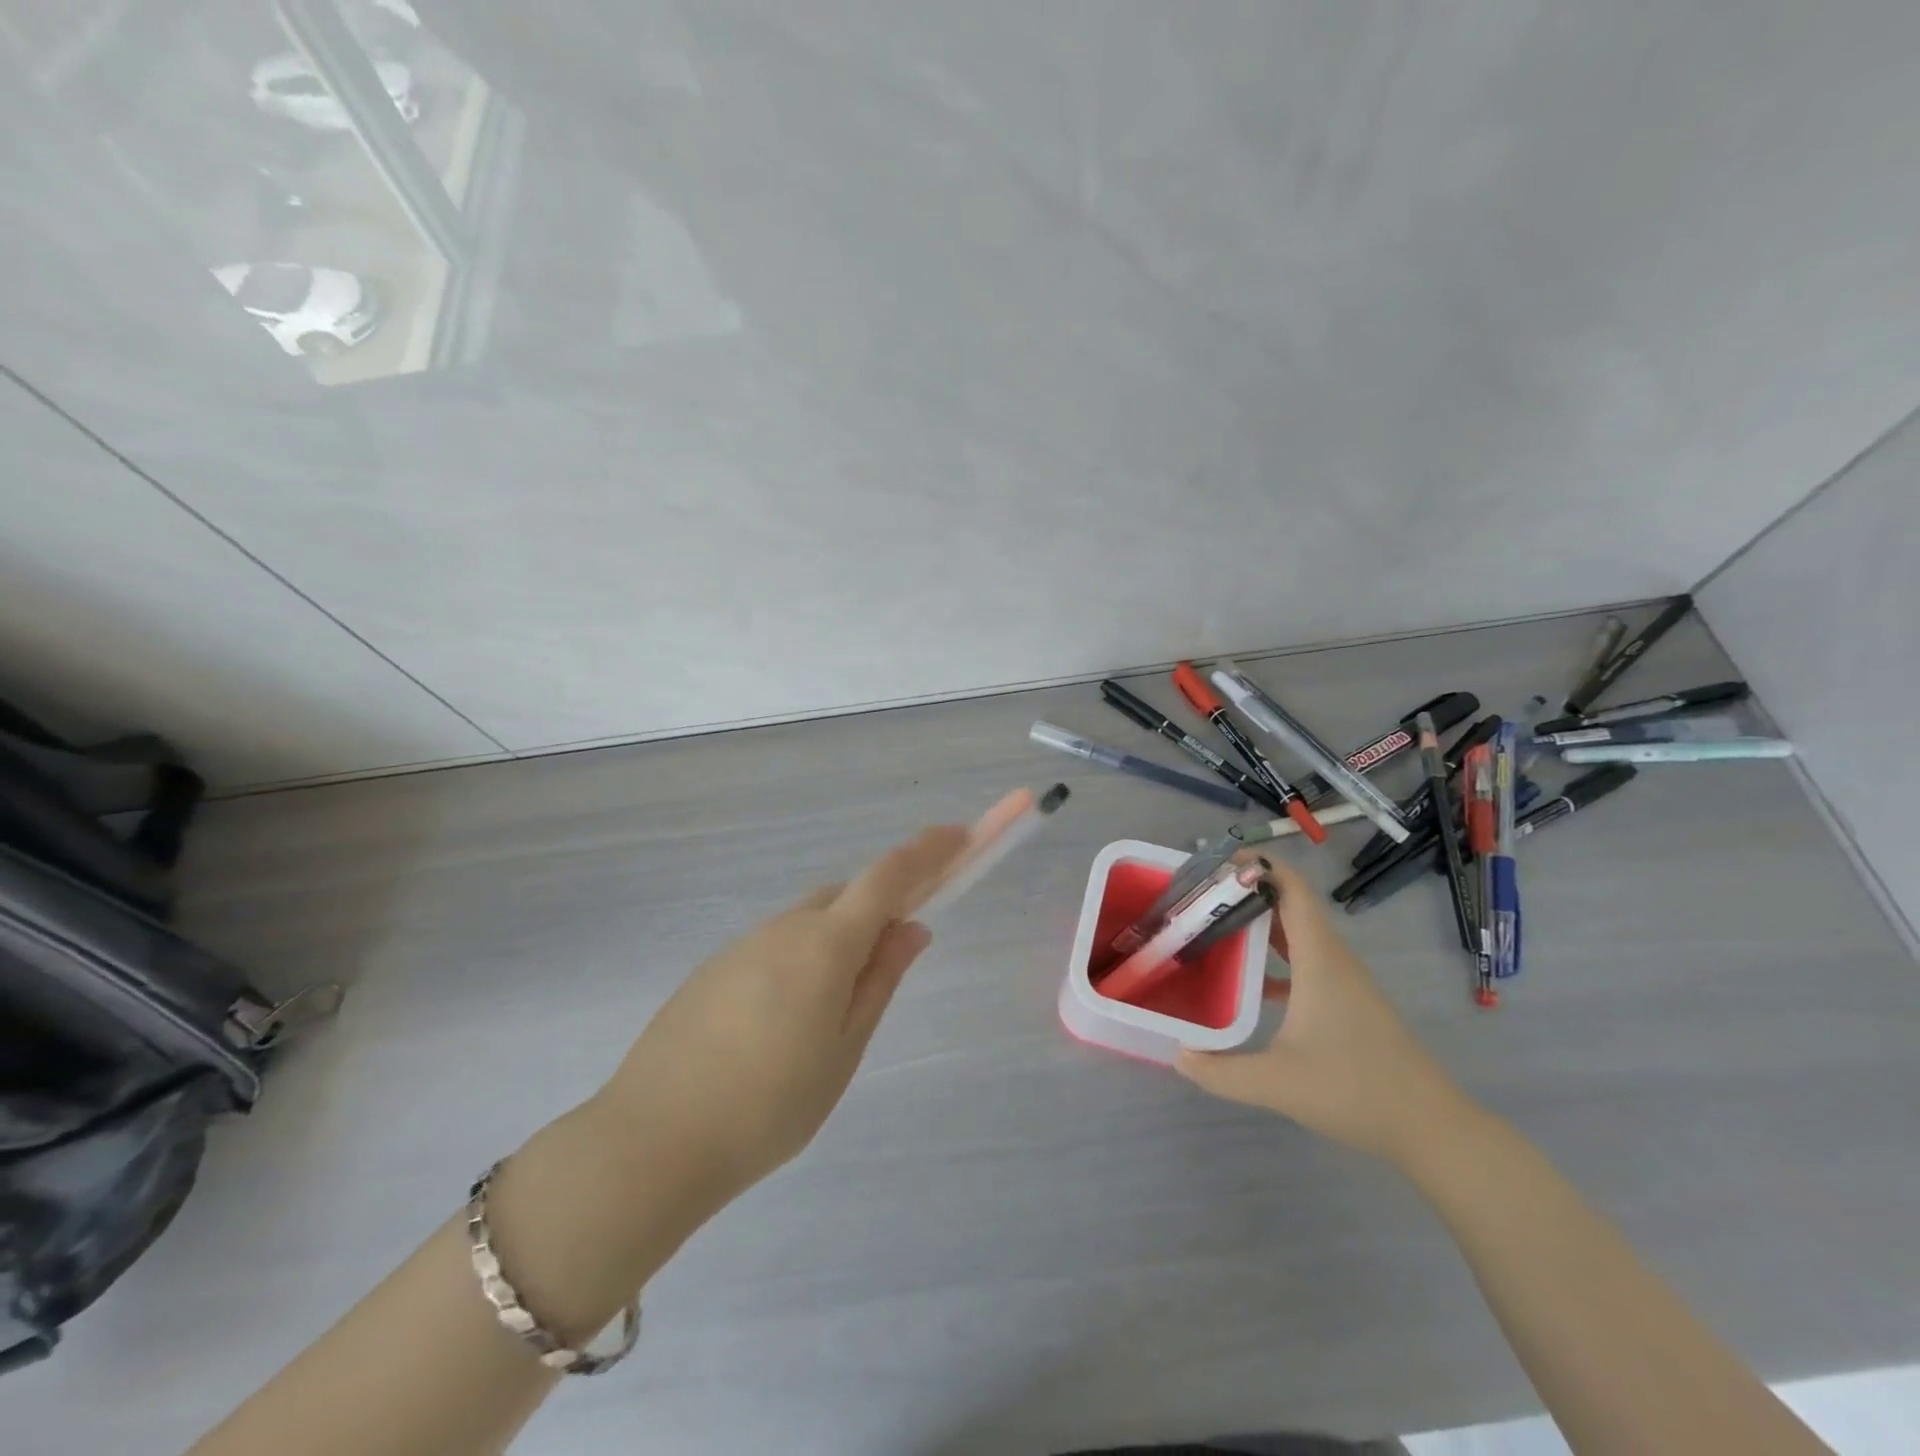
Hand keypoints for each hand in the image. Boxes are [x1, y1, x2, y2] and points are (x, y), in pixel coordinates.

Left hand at [591, 825, 969, 1212]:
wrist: (652, 1141)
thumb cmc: (768, 1106)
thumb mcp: (843, 1049)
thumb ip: (880, 980)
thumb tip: (912, 929)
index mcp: (824, 944)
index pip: (887, 877)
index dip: (926, 851)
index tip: (957, 835)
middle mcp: (783, 928)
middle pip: (846, 896)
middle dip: (879, 907)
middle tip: (894, 955)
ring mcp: (742, 944)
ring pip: (808, 922)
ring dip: (837, 938)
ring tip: (834, 1010)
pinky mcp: (713, 968)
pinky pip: (775, 945)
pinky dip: (800, 958)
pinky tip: (784, 1021)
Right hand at [1177, 857, 1477, 1167]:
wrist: (1431, 1129)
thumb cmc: (1355, 1091)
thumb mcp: (1277, 1083)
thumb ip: (1220, 1071)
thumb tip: (1178, 1055)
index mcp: (1319, 958)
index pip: (1292, 888)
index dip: (1259, 865)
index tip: (1215, 863)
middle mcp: (1332, 958)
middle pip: (1288, 906)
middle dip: (1245, 894)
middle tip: (1198, 900)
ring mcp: (1343, 980)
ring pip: (1296, 935)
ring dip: (1258, 926)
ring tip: (1212, 930)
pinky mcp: (1347, 1002)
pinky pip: (1304, 961)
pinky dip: (1274, 957)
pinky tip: (1246, 982)